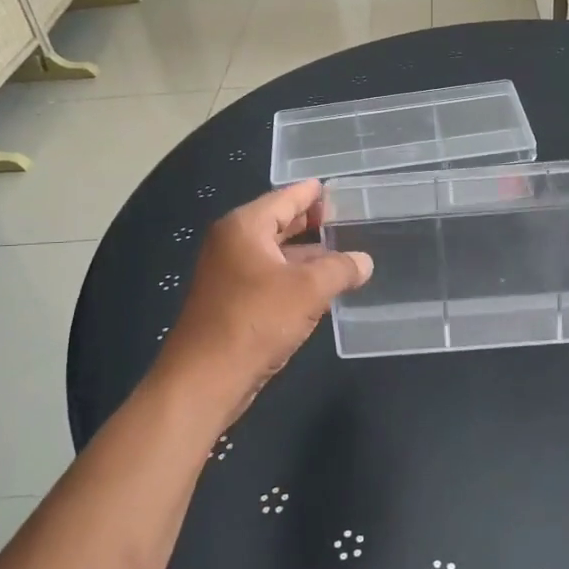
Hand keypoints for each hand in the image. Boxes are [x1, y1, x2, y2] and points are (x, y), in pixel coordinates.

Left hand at [153, 179, 371, 428]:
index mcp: (244, 227)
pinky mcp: (230, 301)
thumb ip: (340, 269)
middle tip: (345, 218)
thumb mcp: (308, 290)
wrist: (205, 379)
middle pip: (277, 222)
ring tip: (342, 252)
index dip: (311, 194)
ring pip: (274, 253)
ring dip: (305, 253)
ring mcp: (228, 273)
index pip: (284, 198)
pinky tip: (319, 286)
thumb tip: (364, 261)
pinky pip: (268, 277)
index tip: (336, 188)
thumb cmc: (255, 321)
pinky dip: (293, 276)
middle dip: (310, 222)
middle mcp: (232, 243)